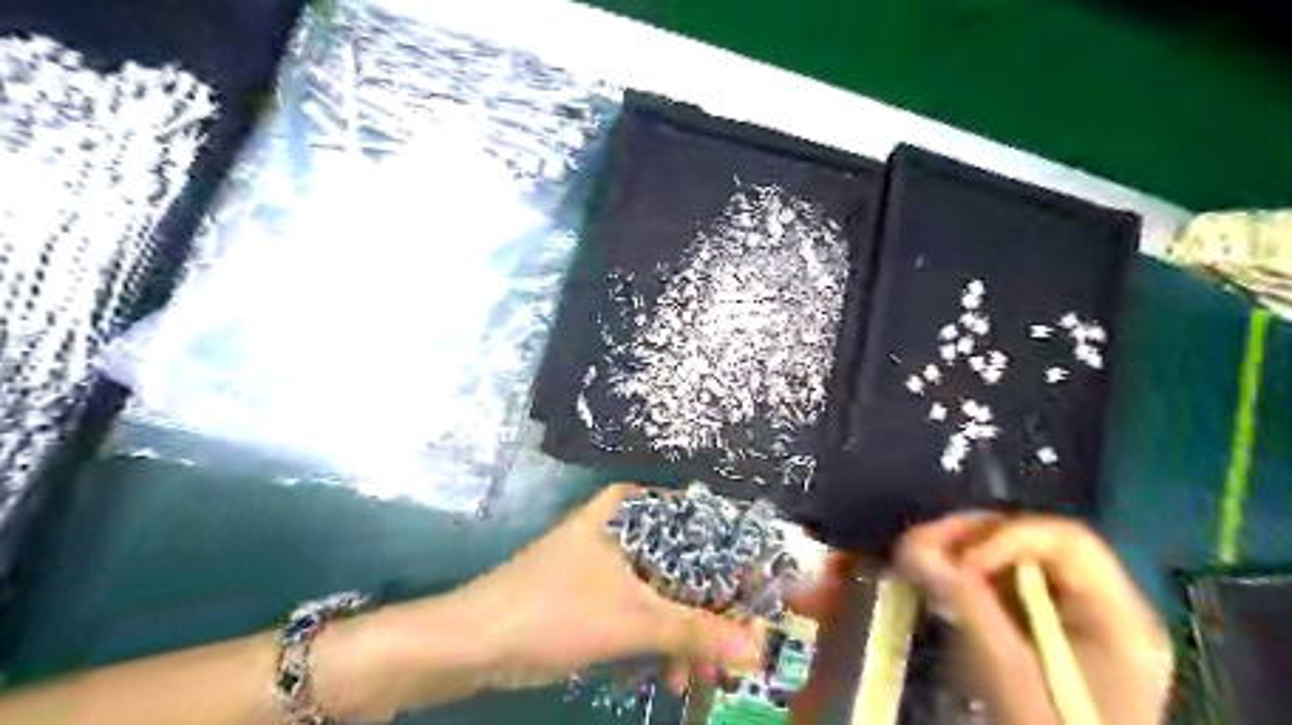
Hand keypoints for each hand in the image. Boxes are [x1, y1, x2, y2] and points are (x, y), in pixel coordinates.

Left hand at [460, 484, 764, 693]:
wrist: (473, 642)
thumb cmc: (555, 611)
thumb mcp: (632, 621)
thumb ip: (696, 632)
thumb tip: (757, 648)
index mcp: (630, 511)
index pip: (700, 526)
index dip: (733, 562)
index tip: (759, 598)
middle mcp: (622, 527)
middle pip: (684, 562)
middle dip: (709, 611)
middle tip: (736, 647)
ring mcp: (607, 560)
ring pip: (663, 590)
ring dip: (685, 633)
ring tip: (701, 674)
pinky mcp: (594, 591)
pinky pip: (641, 609)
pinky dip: (658, 638)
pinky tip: (669, 672)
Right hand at [896, 515, 1178, 723]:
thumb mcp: (1011, 674)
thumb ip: (967, 604)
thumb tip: (914, 548)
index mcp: (1118, 617)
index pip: (1067, 541)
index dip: (1007, 537)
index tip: (959, 562)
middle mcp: (1101, 605)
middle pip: (1035, 542)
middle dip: (974, 537)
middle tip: (920, 544)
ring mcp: (1072, 618)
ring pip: (1012, 559)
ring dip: (961, 552)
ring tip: (915, 558)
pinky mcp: (1041, 630)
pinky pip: (1001, 584)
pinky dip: (963, 577)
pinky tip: (933, 582)